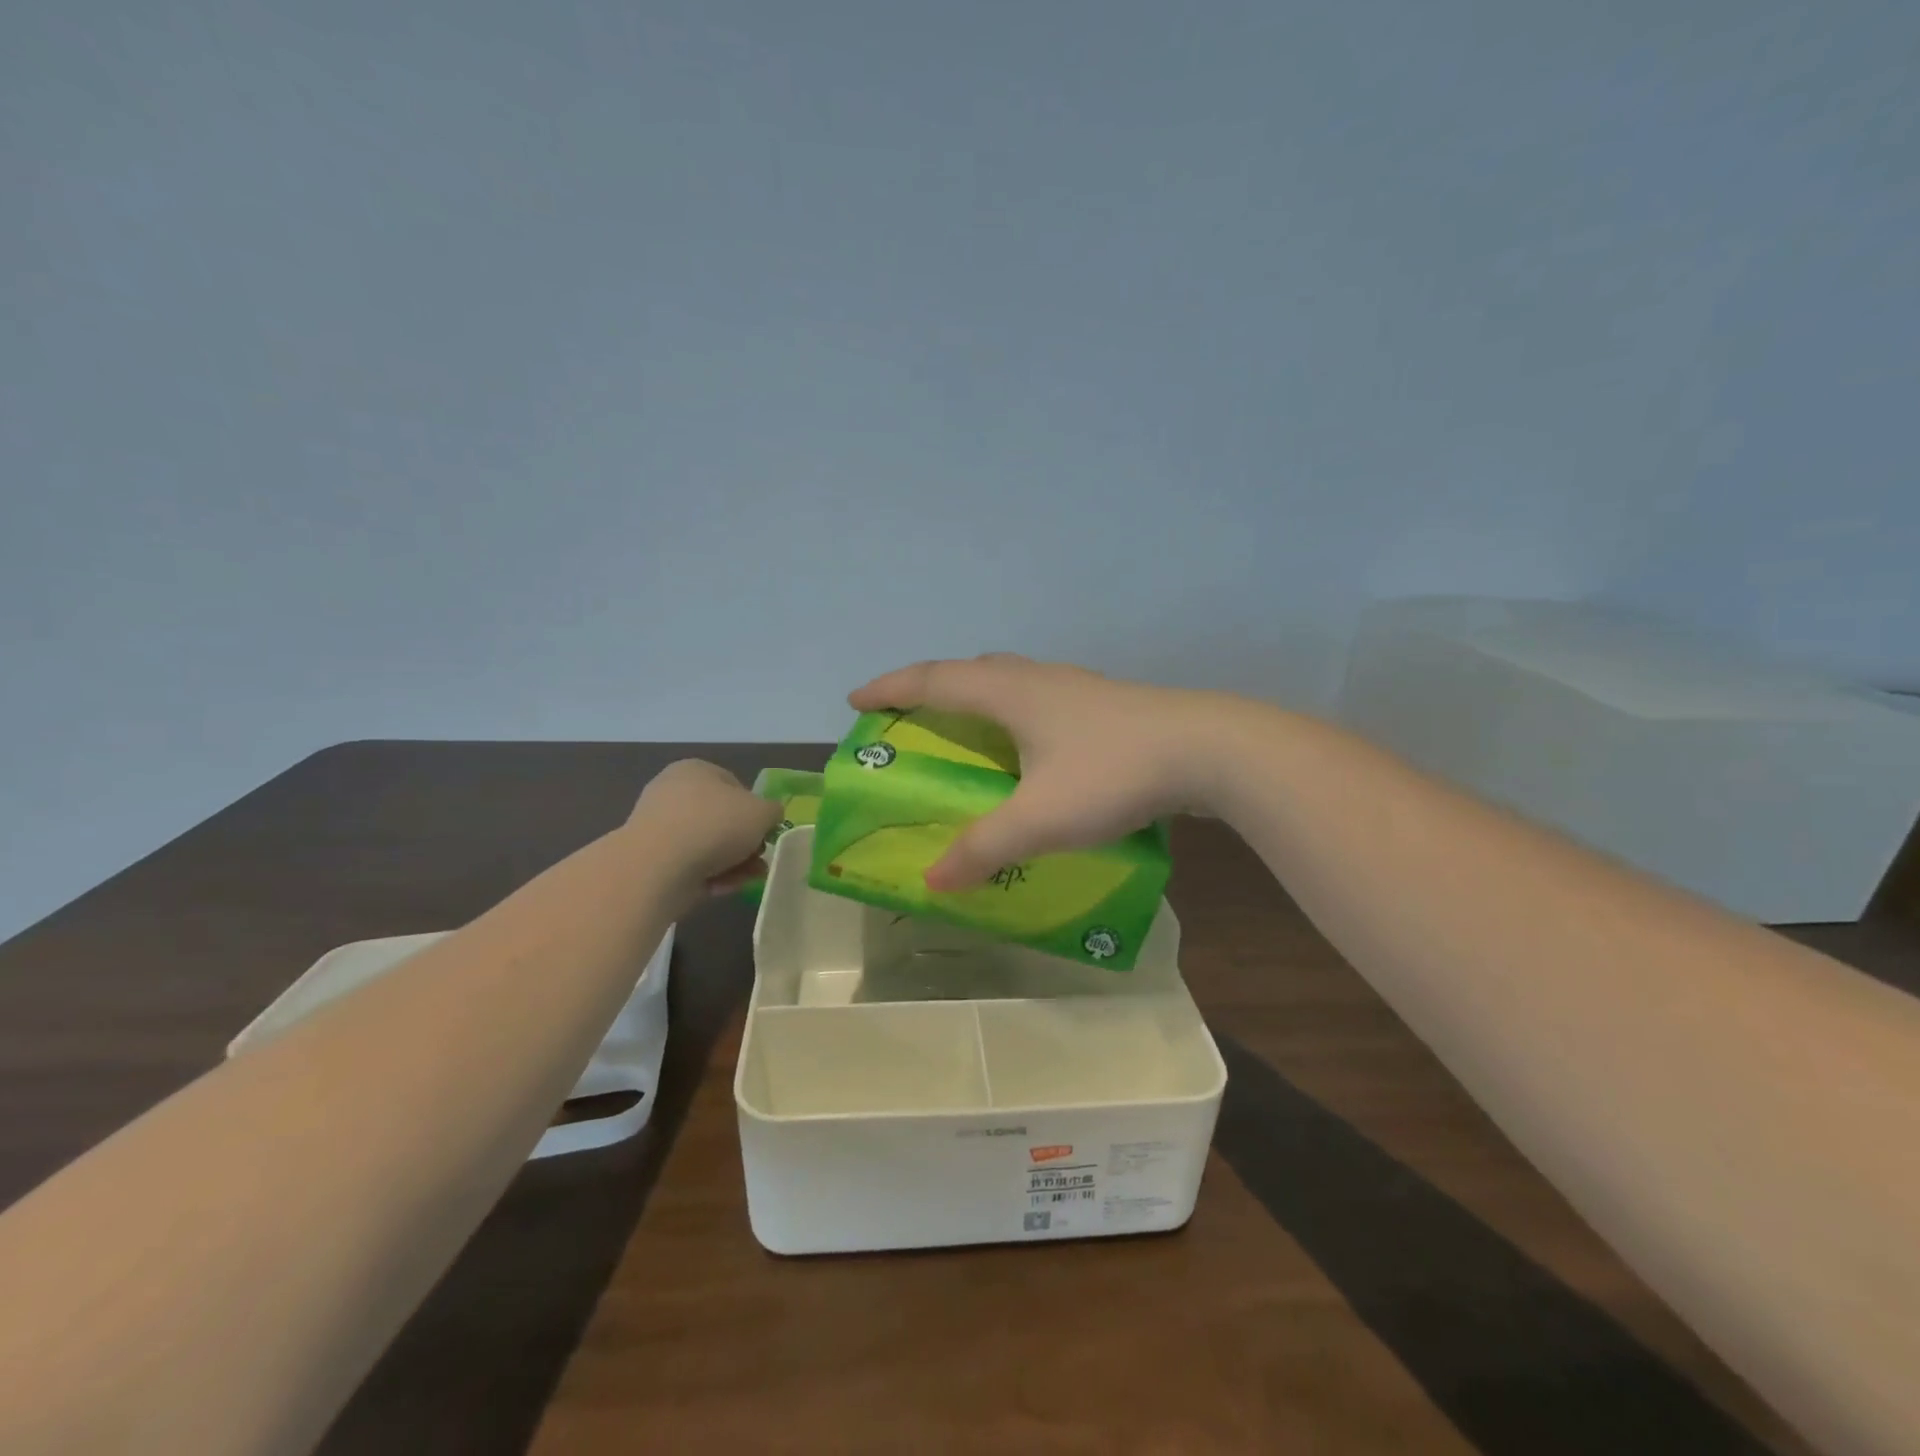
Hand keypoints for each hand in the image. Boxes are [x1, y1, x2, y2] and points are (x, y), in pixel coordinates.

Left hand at [627, 760, 782, 898]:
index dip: (756, 810)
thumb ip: (773, 812)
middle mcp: (674, 792)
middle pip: (722, 819)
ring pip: (708, 845)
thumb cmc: (715, 825)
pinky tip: (719, 887)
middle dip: (744, 843)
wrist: (659, 866)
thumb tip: (769, 817)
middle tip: (759, 860)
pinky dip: (708, 876)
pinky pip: (689, 865)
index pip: (735, 786)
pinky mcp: (651, 859)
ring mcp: (659, 826)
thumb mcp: (762, 812)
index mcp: (696, 769)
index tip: (765, 833)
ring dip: (732, 863)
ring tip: (746, 879)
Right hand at [849, 655, 1220, 889]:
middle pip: (971, 672)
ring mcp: (1077, 688)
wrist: (1208, 749)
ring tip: (968, 731)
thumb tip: (933, 882)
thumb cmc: (1111, 773)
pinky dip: (1016, 715)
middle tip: (912, 717)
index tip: (857, 701)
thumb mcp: (1039, 819)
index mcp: (1010, 693)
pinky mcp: (1107, 706)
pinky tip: (1034, 748)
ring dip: (978, 698)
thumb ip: (983, 850)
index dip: (891, 689)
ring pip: (1011, 682)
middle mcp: (1038, 679)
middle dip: (932, 689)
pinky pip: (1041, 700)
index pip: (933, 680)